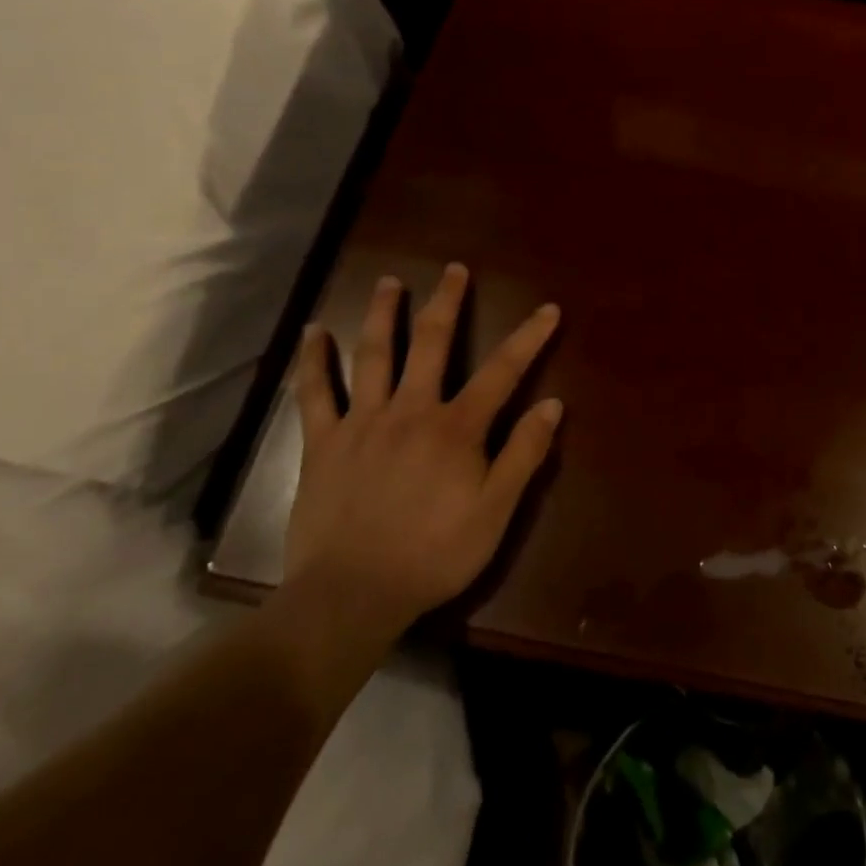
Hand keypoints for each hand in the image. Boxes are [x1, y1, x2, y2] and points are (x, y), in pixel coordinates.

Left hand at [281, 263, 562, 661]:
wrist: (351, 596)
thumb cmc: (433, 555)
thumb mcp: (495, 512)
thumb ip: (524, 454)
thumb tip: (552, 403)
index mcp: (456, 428)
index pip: (502, 371)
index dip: (529, 338)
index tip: (548, 309)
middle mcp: (410, 410)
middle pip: (431, 344)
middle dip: (447, 303)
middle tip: (454, 269)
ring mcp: (362, 422)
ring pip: (373, 355)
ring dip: (383, 314)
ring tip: (390, 281)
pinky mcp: (323, 443)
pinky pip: (315, 394)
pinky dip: (313, 361)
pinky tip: (313, 332)